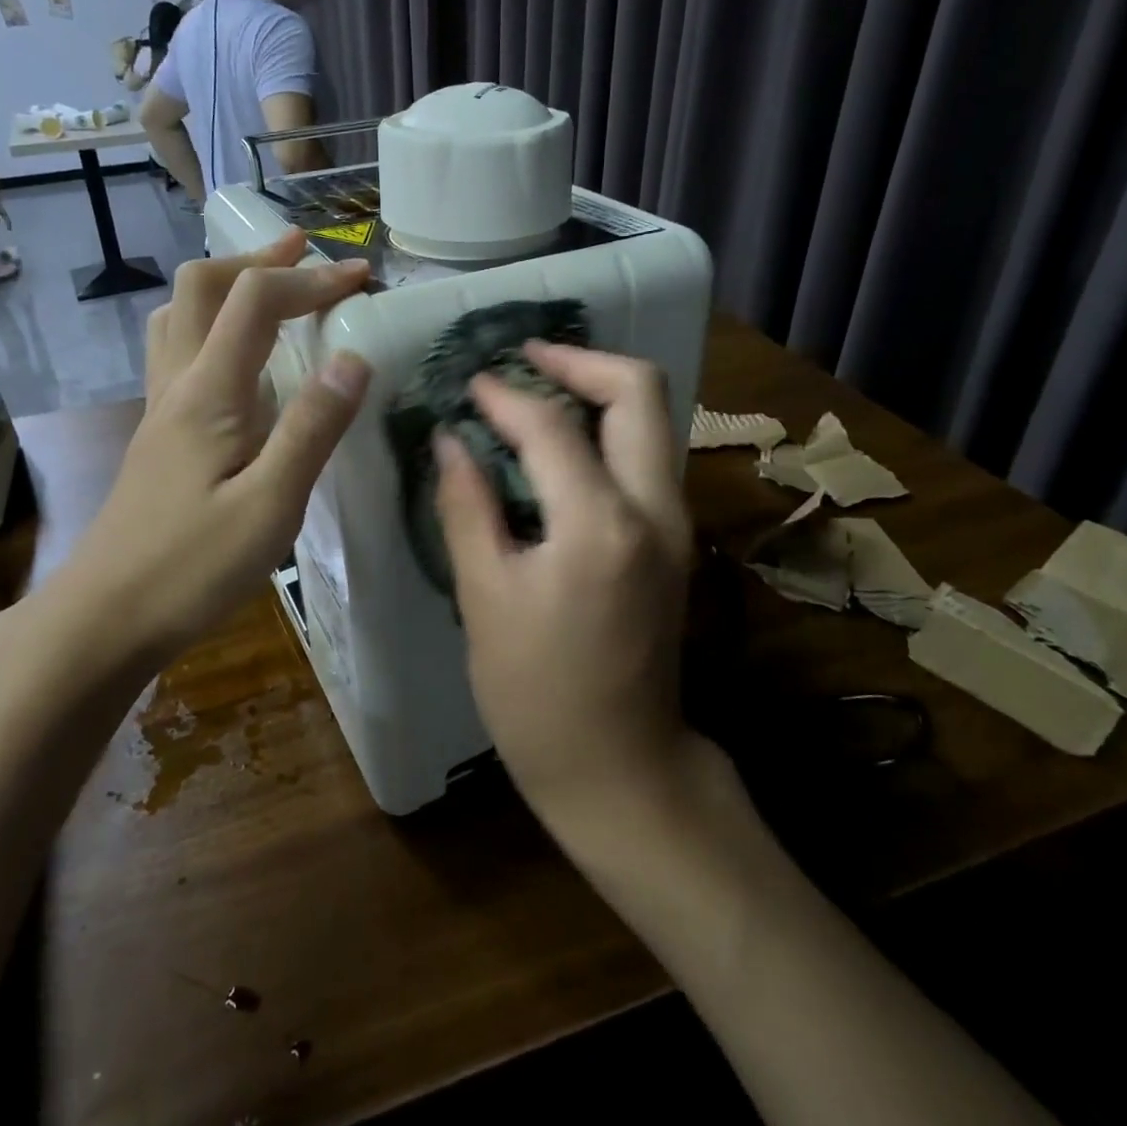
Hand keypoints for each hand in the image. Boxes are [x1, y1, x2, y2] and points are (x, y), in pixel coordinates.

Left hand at [63, 229, 369, 657]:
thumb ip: (313, 427)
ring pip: (180, 315)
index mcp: (209, 392)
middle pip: (202, 286)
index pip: (256, 300)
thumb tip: (354, 356)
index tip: (361, 279)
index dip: (310, 278)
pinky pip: (177, 351)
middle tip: (306, 255)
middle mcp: (178, 384)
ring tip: (270, 288)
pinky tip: (239, 358)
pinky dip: (212, 325)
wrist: (105, 618)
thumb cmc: (192, 568)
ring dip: (227, 287)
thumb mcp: (271, 505)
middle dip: (258, 260)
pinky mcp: (160, 435)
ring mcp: (161, 408)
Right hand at [434, 343, 695, 824]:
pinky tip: (558, 442)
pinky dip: (606, 428)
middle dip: (580, 359)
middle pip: (639, 391)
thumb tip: (451, 439)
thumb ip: (467, 506)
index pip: (551, 426)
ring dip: (598, 389)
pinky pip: (645, 454)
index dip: (504, 395)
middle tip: (524, 358)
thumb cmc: (536, 695)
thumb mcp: (485, 598)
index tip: (470, 385)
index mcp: (600, 523)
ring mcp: (675, 523)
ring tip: (536, 389)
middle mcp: (654, 508)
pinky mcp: (673, 541)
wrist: (620, 768)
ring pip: (651, 418)